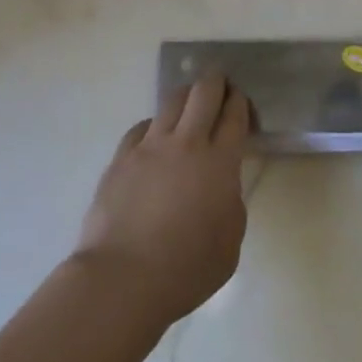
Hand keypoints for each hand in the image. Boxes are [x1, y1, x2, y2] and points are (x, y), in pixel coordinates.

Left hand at [73, 73, 250, 325]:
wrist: (123, 279)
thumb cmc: (186, 270)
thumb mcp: (230, 243)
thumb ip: (231, 202)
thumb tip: (221, 184)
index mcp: (220, 163)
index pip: (234, 115)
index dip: (239, 102)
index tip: (240, 101)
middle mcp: (187, 143)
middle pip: (204, 92)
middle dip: (216, 82)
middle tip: (220, 85)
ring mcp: (150, 146)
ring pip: (172, 101)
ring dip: (186, 96)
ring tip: (189, 104)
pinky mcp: (121, 157)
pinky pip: (142, 127)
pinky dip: (154, 126)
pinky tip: (155, 139)